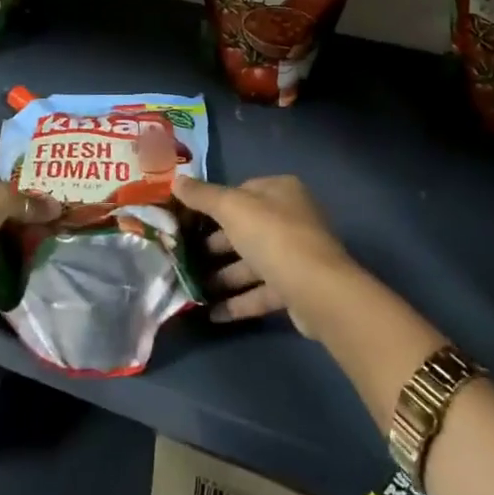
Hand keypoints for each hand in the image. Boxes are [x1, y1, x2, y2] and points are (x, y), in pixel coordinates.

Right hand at [171, 175, 355, 339]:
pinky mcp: (296, 289)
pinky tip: (211, 314)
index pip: (241, 191)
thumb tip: (175, 180)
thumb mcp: (232, 208)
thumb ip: (203, 196)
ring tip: (191, 288)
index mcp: (281, 191)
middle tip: (183, 257)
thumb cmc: (273, 237)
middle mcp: (292, 219)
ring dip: (223, 277)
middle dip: (214, 246)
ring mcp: (296, 255)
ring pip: (252, 263)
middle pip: (245, 229)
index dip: (213, 204)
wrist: (318, 291)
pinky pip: (261, 292)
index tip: (186, 220)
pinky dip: (238, 302)